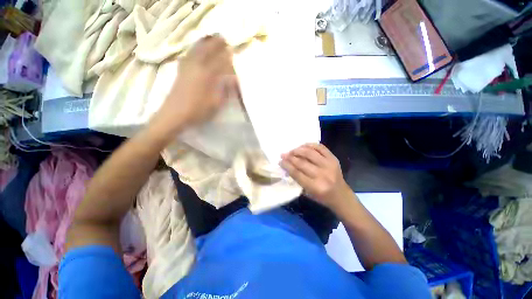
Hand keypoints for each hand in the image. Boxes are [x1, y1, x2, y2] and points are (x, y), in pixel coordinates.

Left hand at [151, 36, 238, 137]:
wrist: (174, 114)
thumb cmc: (198, 110)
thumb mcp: (216, 103)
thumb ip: (225, 90)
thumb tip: (232, 79)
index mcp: (206, 75)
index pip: (219, 61)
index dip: (226, 55)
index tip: (232, 51)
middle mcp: (196, 66)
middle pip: (207, 50)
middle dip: (215, 43)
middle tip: (222, 38)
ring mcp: (186, 67)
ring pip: (196, 50)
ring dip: (204, 43)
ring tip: (210, 38)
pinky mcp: (180, 71)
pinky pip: (188, 55)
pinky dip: (194, 49)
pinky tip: (196, 50)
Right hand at [280, 143, 351, 210]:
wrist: (341, 195)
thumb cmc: (322, 197)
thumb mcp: (307, 193)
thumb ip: (297, 179)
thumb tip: (287, 166)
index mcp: (315, 187)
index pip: (296, 173)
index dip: (287, 166)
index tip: (280, 161)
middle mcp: (322, 175)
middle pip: (302, 162)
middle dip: (290, 157)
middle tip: (283, 154)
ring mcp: (329, 165)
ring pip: (310, 153)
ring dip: (298, 150)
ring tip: (292, 150)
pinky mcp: (334, 159)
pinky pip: (320, 147)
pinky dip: (310, 145)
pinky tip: (303, 146)